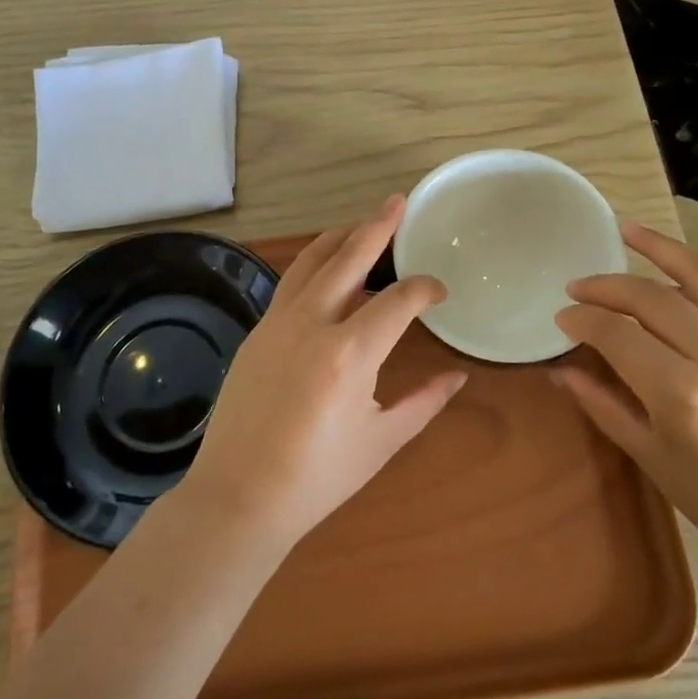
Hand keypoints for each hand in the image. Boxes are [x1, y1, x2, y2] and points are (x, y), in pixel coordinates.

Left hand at [180, 196, 467, 548]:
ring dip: (339, 238)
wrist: (238, 497)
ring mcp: (276, 323)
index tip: (439, 291)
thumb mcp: (381, 441)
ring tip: (362, 224)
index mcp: (349, 353)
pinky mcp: (256, 332)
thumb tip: (459, 376)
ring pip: (310, 261)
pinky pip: (290, 284)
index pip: (398, 300)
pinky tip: (327, 272)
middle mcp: (311, 324)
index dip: (424, 289)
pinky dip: (314, 266)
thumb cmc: (317, 478)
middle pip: (348, 257)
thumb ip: (424, 401)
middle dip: (377, 226)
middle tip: (397, 202)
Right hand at [553, 221, 697, 593]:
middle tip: (577, 286)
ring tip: (626, 231)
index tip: (562, 317)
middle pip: (653, 298)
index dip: (583, 320)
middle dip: (607, 286)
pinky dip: (696, 274)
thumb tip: (560, 368)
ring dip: (658, 249)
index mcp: (684, 396)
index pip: (617, 335)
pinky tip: (672, 266)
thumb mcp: (651, 457)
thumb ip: (602, 402)